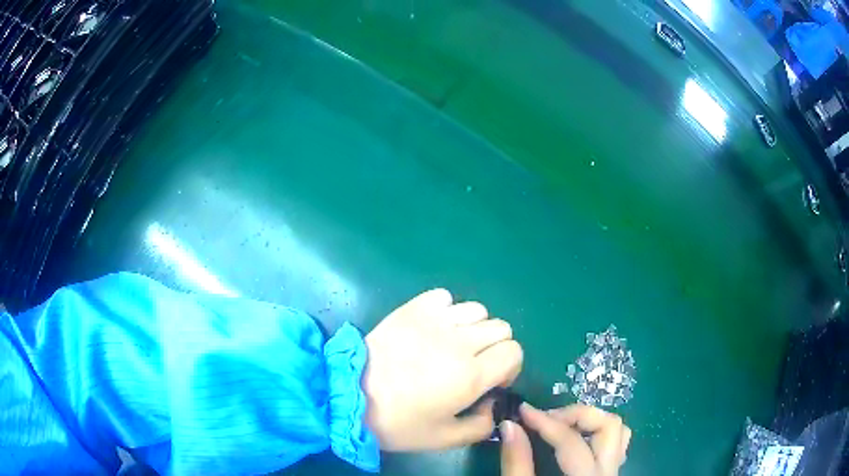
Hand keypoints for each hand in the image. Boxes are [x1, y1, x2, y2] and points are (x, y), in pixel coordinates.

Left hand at [362, 289, 522, 450]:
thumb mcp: (444, 438)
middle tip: (474, 364)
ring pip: (478, 309)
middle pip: (501, 327)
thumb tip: (492, 405)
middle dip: (495, 347)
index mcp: (471, 375)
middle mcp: (460, 342)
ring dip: (474, 327)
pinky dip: (447, 309)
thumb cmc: (397, 422)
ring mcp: (436, 320)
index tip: (493, 380)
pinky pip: (445, 297)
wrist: (348, 396)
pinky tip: (433, 328)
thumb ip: (481, 426)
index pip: (514, 352)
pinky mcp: (413, 308)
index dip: (510, 367)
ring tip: (453, 344)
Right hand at [500, 403, 630, 475]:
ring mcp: (613, 474)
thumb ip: (517, 463)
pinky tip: (575, 440)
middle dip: (576, 415)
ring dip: (591, 421)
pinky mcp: (610, 475)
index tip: (523, 410)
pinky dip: (597, 433)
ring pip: (618, 432)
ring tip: (561, 426)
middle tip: (545, 419)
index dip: (545, 421)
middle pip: (608, 426)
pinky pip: (616, 444)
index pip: (571, 441)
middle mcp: (608, 474)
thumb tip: (510, 425)